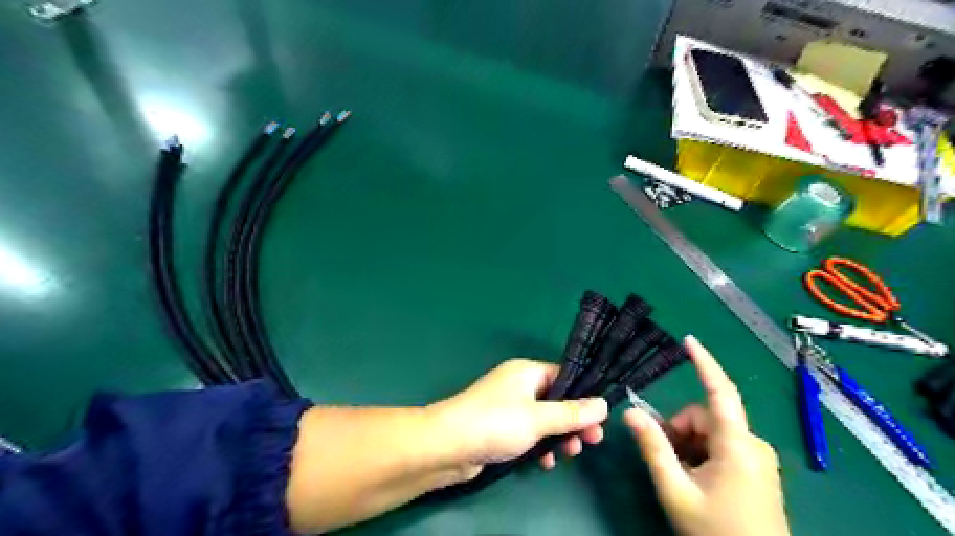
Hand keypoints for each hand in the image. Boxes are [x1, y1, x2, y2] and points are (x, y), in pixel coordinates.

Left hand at [430, 359, 607, 478]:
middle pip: (556, 400)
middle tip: (591, 442)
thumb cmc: (496, 423)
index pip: (564, 377)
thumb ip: (572, 413)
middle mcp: (518, 385)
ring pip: (543, 419)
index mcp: (527, 372)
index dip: (584, 397)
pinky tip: (544, 462)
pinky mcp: (500, 427)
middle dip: (573, 422)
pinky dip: (539, 444)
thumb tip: (604, 404)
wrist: (448, 445)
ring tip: (568, 454)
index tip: (600, 418)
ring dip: (558, 436)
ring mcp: (508, 407)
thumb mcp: (539, 418)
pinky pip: (528, 433)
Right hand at [621, 336, 790, 535]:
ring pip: (711, 432)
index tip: (689, 341)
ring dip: (688, 444)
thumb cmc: (716, 533)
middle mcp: (752, 444)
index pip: (721, 392)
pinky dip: (702, 453)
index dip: (705, 363)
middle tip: (665, 460)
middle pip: (705, 417)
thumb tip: (630, 412)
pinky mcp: (757, 468)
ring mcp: (758, 457)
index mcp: (737, 446)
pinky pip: (722, 446)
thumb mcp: (675, 491)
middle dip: (679, 430)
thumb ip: (653, 447)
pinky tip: (696, 479)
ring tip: (681, 476)